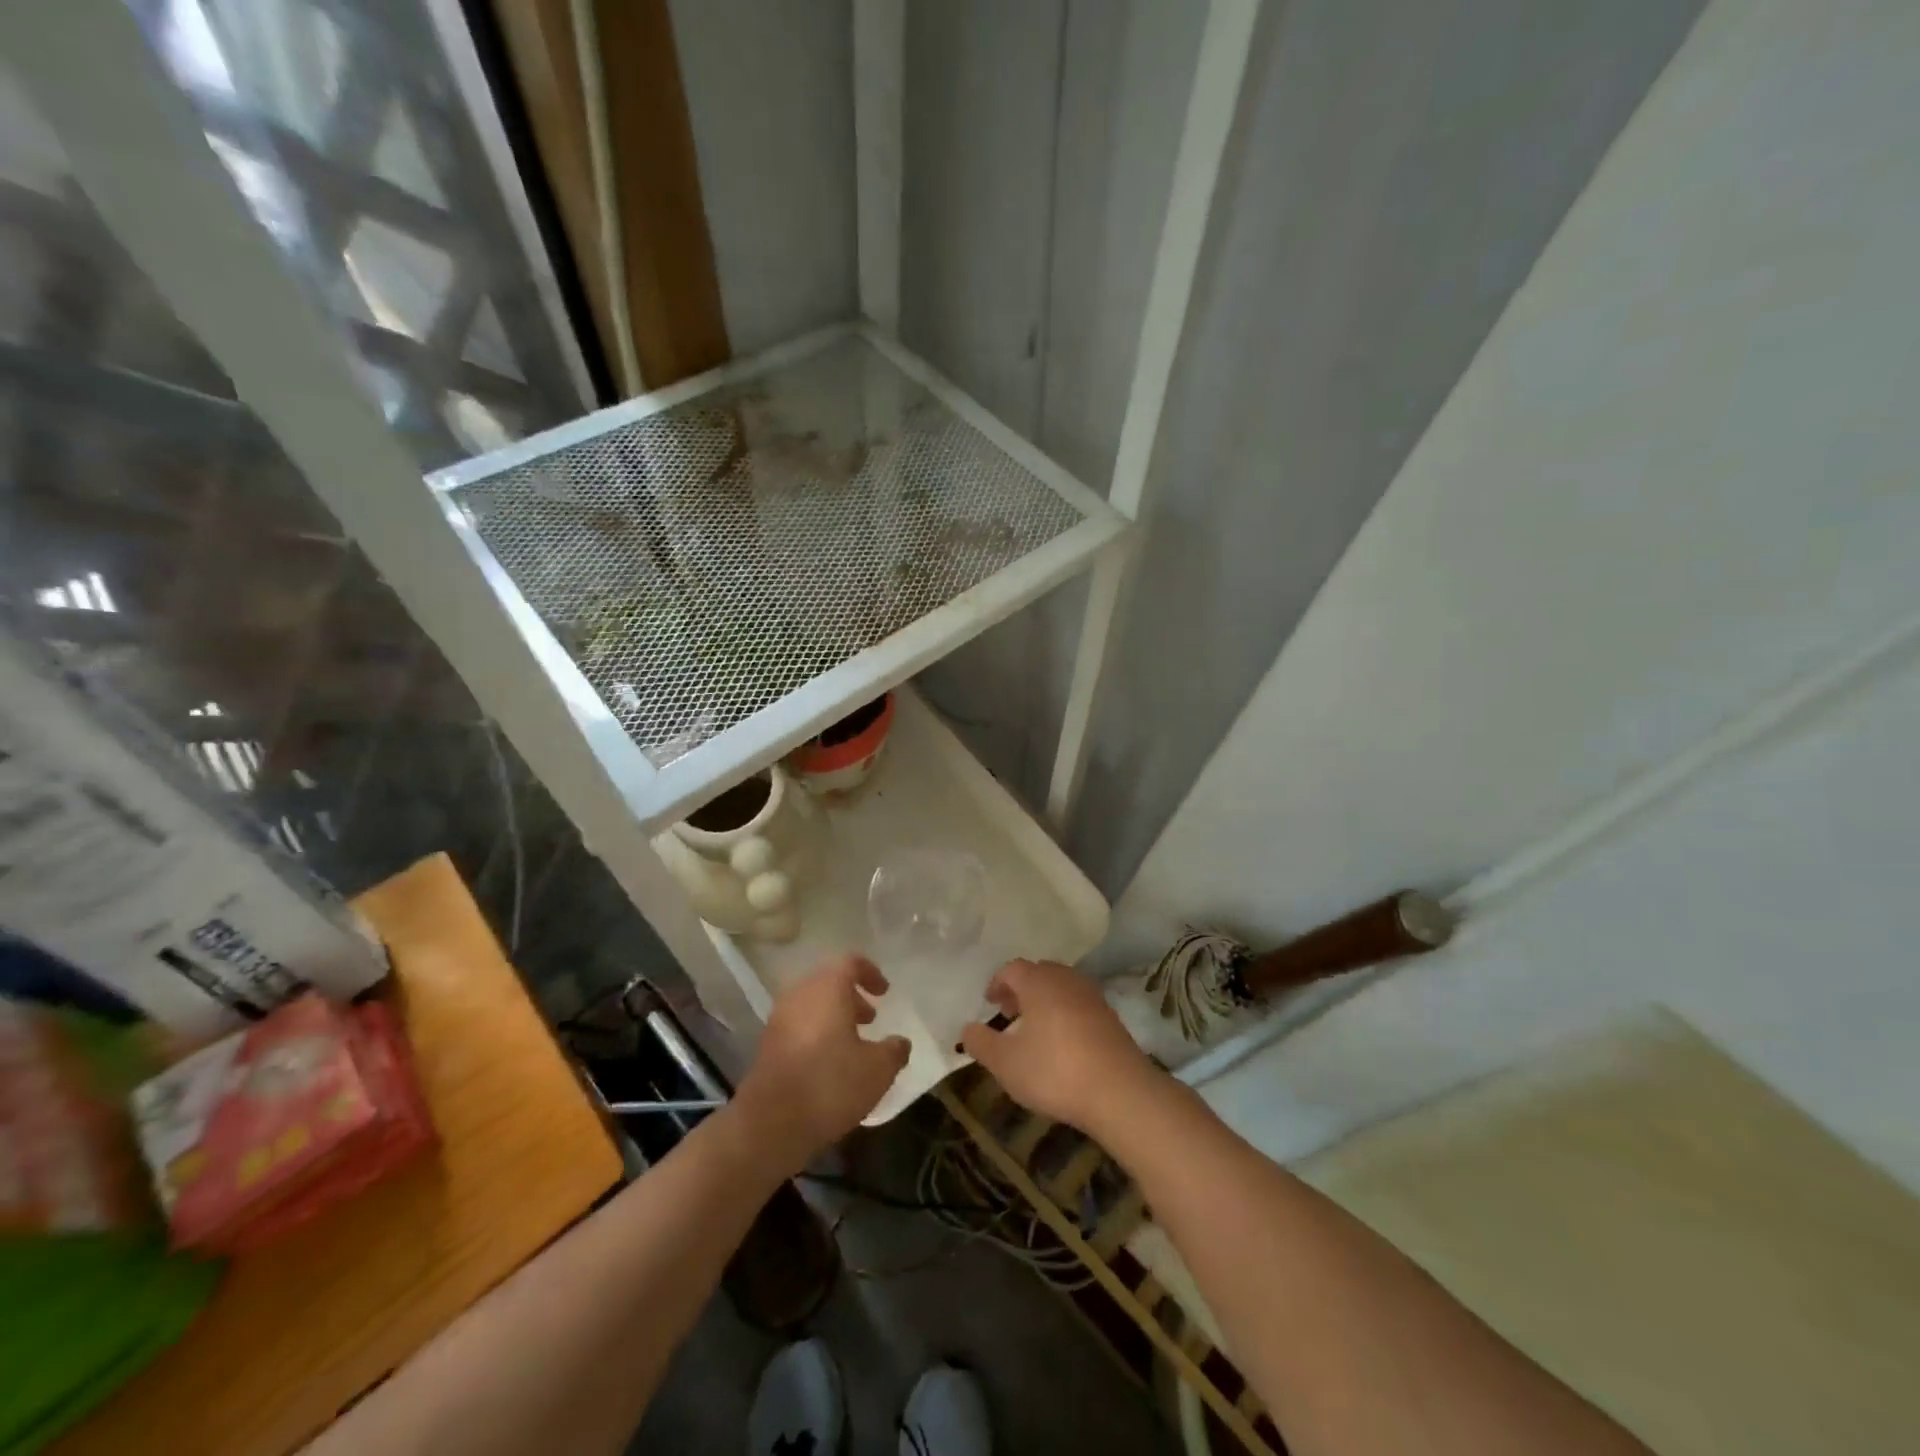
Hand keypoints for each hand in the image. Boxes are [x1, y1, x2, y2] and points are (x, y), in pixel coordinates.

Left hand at [733, 954, 909, 1172]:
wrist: (771, 1123)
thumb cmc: (831, 1084)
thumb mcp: (878, 1069)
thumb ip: (894, 1050)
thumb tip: (900, 1042)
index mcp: (828, 988)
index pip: (851, 963)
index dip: (871, 973)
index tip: (885, 992)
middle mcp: (800, 994)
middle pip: (829, 982)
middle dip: (852, 996)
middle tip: (870, 1018)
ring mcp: (780, 1019)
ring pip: (812, 1005)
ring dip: (834, 1016)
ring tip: (853, 1043)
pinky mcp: (768, 1044)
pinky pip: (799, 1025)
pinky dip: (817, 1033)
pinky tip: (830, 1063)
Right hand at [959, 959, 1161, 1135]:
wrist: (1119, 1091)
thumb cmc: (1054, 1071)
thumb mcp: (1005, 1063)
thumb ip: (981, 1043)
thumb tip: (968, 1029)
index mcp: (1038, 981)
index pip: (1012, 969)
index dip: (997, 983)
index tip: (989, 1003)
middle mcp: (1066, 978)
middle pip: (1038, 973)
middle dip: (1020, 989)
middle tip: (1009, 1013)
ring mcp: (1092, 995)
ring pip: (1060, 987)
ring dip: (1044, 1000)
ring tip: (1034, 1029)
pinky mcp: (1110, 1015)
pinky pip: (1078, 1003)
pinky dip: (1064, 1013)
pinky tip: (1061, 1042)